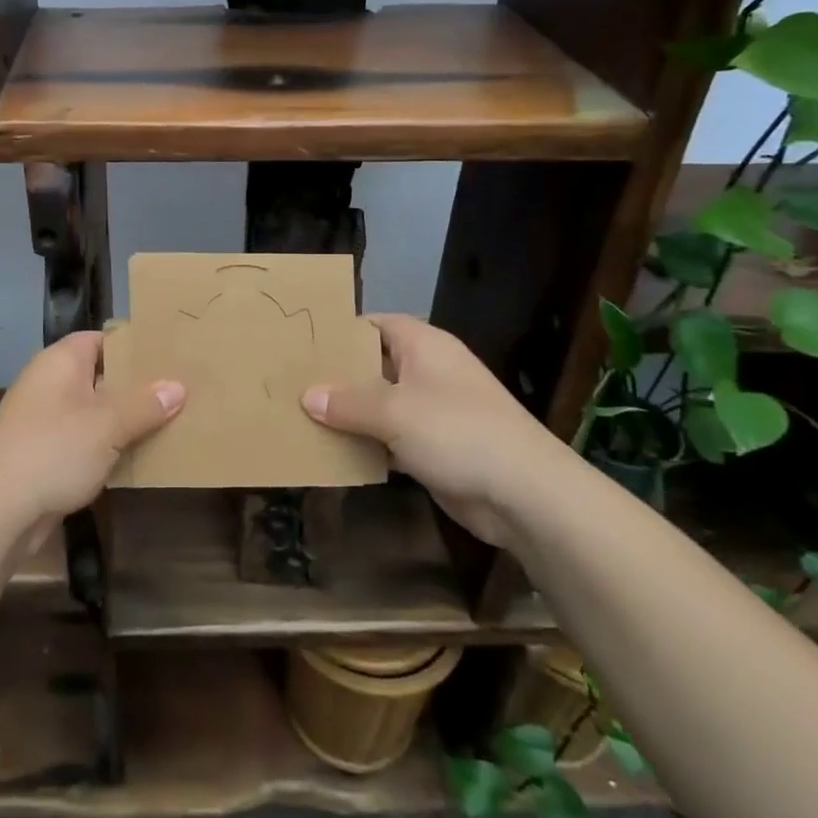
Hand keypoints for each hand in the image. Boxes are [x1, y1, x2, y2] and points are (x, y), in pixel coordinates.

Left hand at [0, 332, 183, 536]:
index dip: (135, 346)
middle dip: (137, 387)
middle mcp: (51, 383)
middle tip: (181, 391)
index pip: (102, 339)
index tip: (171, 356)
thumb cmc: (53, 451)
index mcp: (61, 361)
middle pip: (102, 376)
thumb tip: (178, 387)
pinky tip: (140, 457)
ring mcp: (45, 420)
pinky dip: (109, 447)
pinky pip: (86, 441)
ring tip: (172, 423)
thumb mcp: (107, 425)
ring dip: (126, 421)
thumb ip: (145, 405)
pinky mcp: (45, 454)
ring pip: (96, 412)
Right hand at [301, 313, 569, 545]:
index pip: (376, 324)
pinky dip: (368, 445)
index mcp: (424, 346)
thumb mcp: (393, 411)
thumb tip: (307, 396)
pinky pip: (392, 439)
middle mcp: (429, 372)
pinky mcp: (436, 449)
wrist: (524, 494)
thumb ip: (347, 403)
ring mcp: (434, 411)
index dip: (342, 331)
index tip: (304, 343)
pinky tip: (334, 453)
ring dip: (350, 415)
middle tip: (293, 383)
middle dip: (338, 376)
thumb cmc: (457, 432)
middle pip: (375, 365)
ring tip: (302, 418)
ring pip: (381, 405)